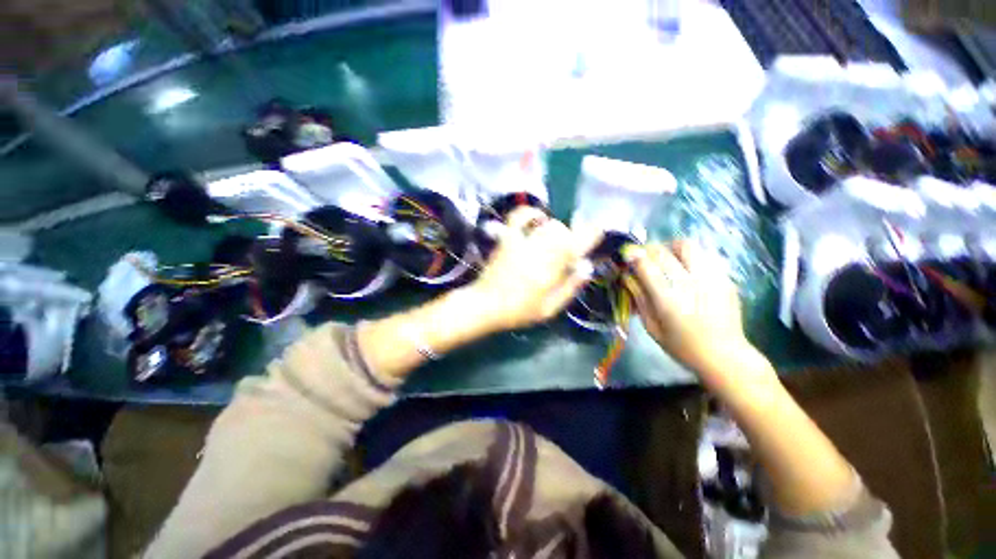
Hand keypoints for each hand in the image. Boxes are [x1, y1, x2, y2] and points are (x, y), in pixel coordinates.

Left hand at [469, 207, 601, 330]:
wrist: (485, 305)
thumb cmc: (518, 311)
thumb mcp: (549, 309)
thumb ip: (569, 287)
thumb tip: (586, 267)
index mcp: (550, 271)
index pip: (575, 246)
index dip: (590, 235)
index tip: (598, 230)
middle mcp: (538, 252)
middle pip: (563, 232)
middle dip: (570, 238)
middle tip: (566, 251)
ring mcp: (521, 243)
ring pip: (547, 225)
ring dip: (556, 229)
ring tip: (553, 241)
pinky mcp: (507, 238)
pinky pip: (518, 217)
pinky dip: (530, 213)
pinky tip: (537, 218)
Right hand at [625, 241, 762, 382]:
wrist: (724, 355)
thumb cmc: (682, 346)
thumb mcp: (651, 327)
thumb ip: (639, 299)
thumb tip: (628, 278)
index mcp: (668, 298)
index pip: (646, 265)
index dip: (633, 256)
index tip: (627, 255)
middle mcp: (688, 283)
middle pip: (663, 251)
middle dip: (648, 249)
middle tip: (644, 257)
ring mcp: (710, 278)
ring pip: (687, 246)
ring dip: (670, 247)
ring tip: (667, 257)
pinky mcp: (724, 278)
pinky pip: (703, 255)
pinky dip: (689, 257)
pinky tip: (686, 269)